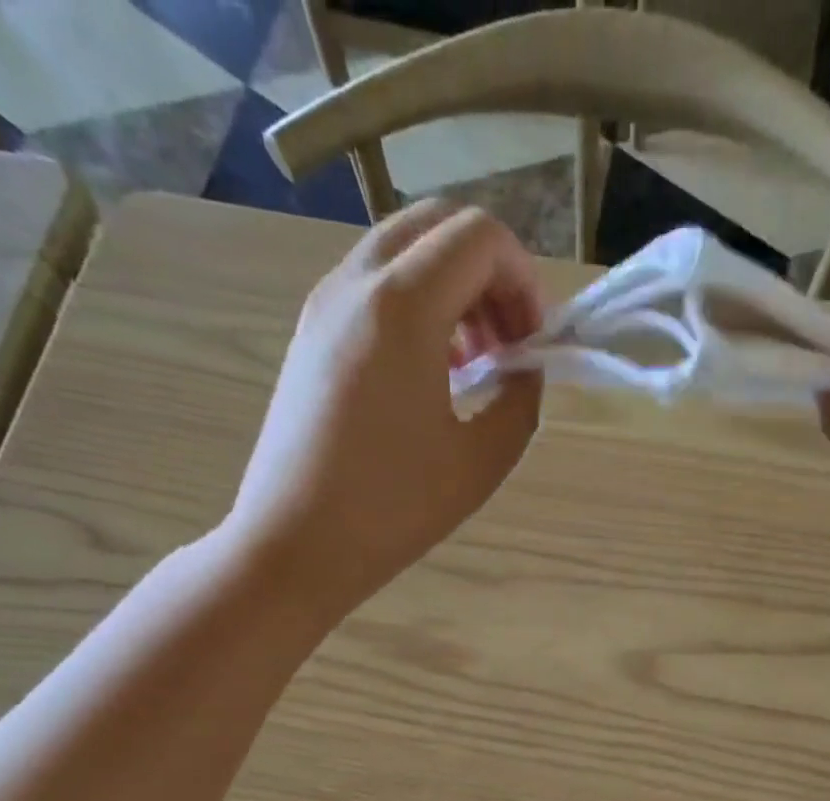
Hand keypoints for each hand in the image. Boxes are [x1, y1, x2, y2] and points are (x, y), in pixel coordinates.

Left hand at [230, 201, 546, 625]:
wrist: (295, 545)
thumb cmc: (393, 510)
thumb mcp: (481, 462)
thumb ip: (520, 400)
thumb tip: (524, 369)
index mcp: (402, 306)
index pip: (481, 237)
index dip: (525, 280)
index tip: (534, 345)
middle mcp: (356, 283)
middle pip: (439, 226)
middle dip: (491, 274)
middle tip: (509, 345)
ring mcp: (323, 305)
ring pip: (403, 251)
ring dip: (453, 289)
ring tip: (474, 365)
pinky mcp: (309, 334)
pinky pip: (373, 287)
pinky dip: (416, 307)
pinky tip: (431, 375)